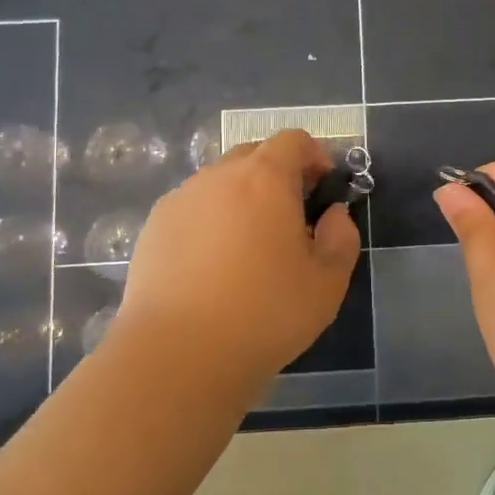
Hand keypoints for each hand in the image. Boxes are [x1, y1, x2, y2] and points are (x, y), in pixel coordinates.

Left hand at [117, 129, 359, 385]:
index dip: (315, 157)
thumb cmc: (265, 314)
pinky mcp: (153, 227)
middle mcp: (219, 176)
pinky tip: (212, 266)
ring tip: (248, 247)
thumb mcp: (327, 283)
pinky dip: (209, 221)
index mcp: (265, 178)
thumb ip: (341, 238)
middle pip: (254, 154)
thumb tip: (333, 215)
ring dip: (241, 198)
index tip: (323, 190)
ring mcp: (181, 199)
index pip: (293, 140)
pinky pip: (192, 208)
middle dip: (278, 175)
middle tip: (291, 220)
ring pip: (220, 182)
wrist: (177, 354)